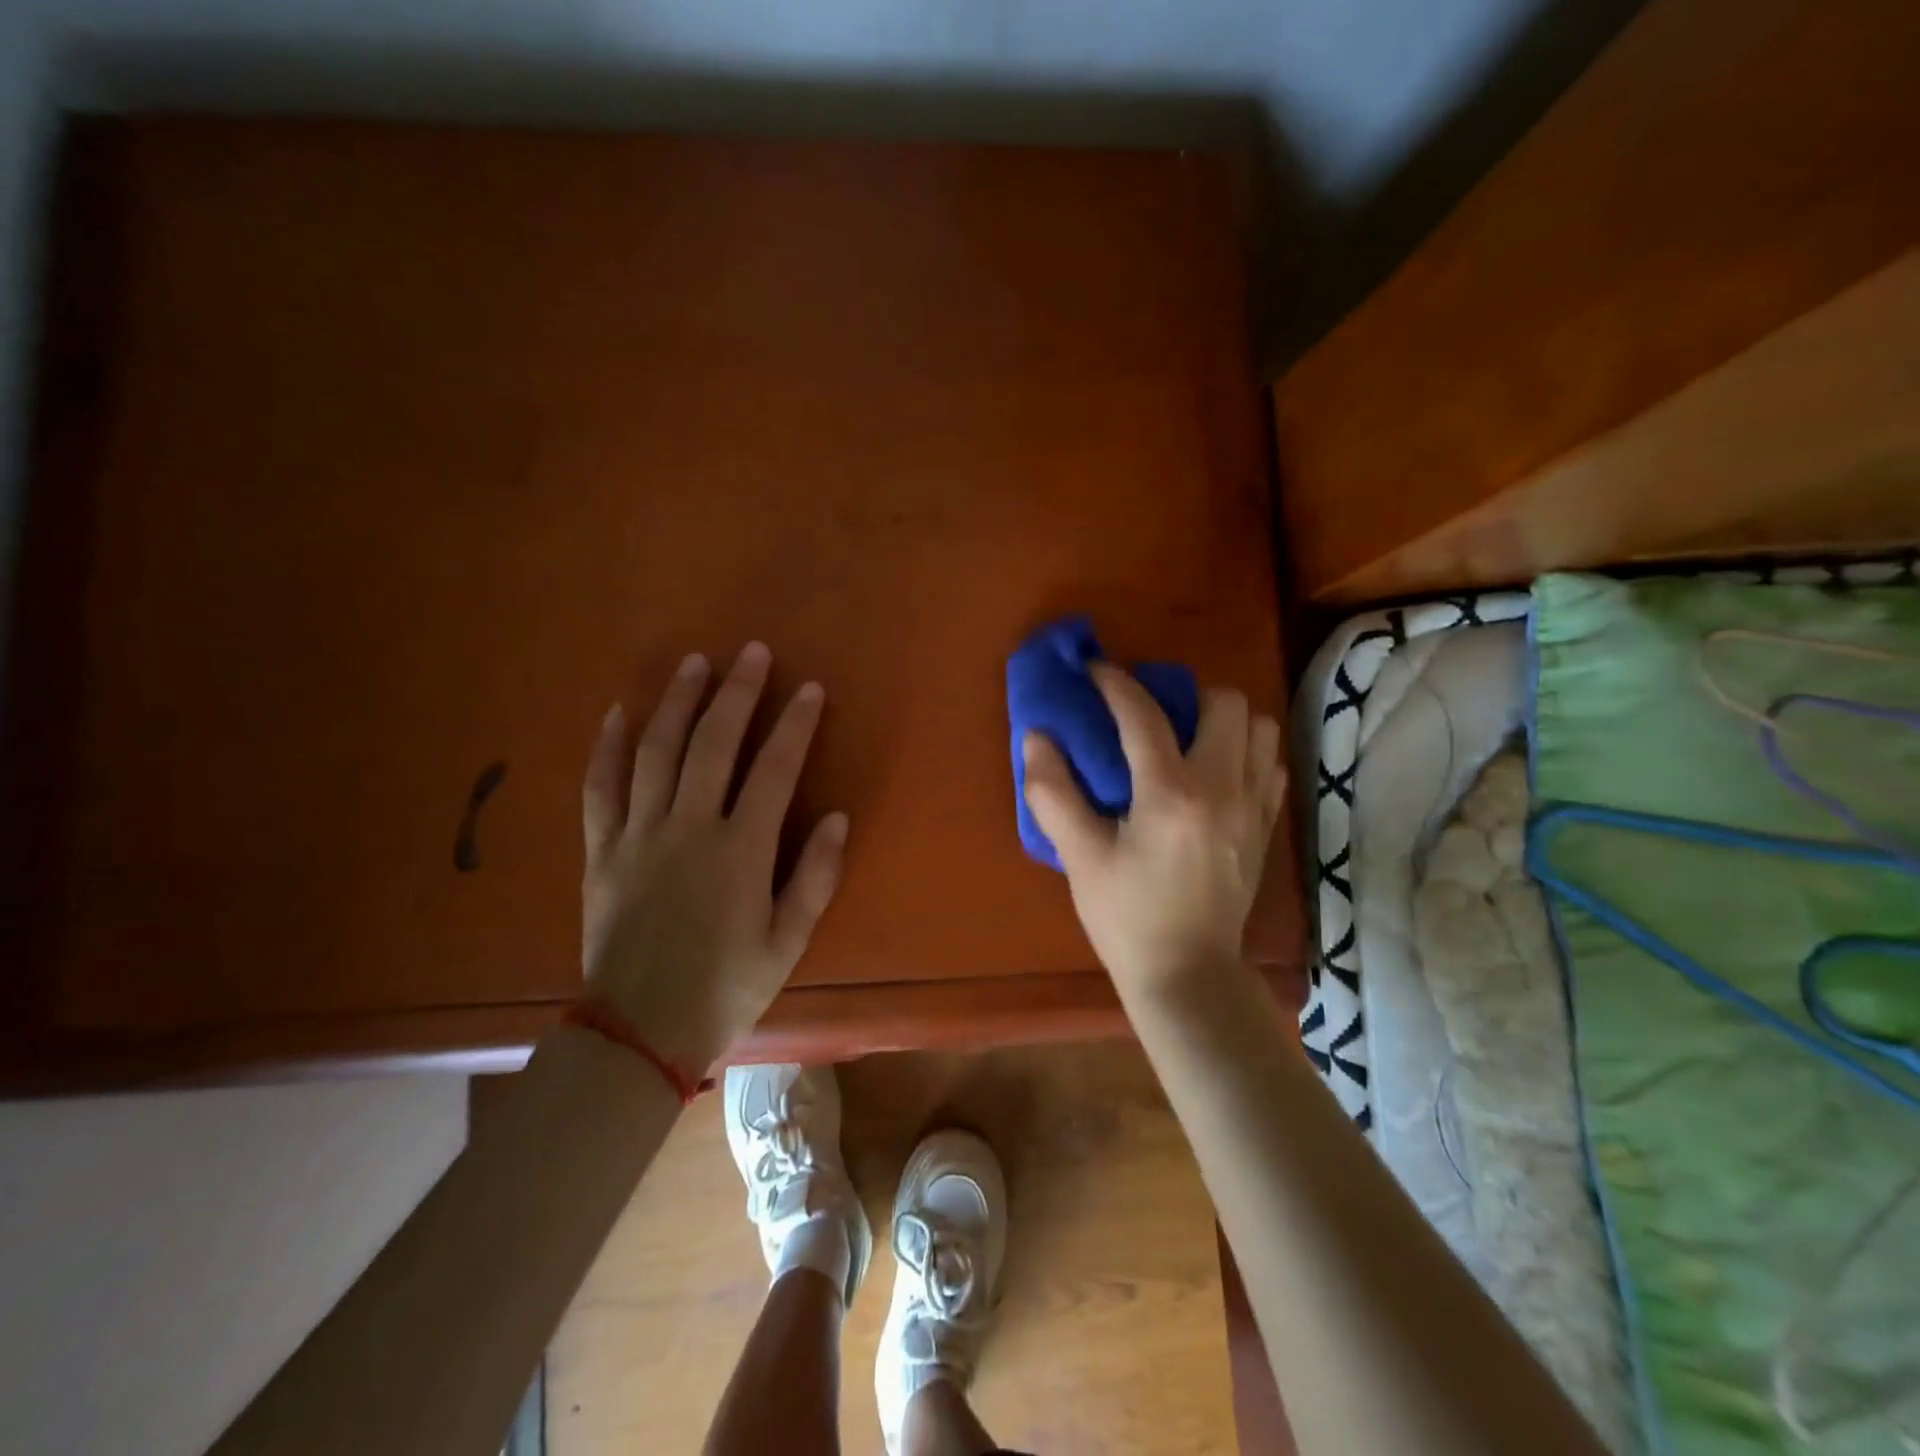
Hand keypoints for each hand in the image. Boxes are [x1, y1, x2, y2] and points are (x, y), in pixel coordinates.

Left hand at [580, 642, 847, 1072]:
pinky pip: (600, 787)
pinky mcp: (602, 850)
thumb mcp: (787, 942)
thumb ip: (815, 877)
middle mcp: (688, 829)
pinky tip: (618, 713)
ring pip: (656, 751)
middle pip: (712, 743)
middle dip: (736, 693)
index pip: (774, 769)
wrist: (639, 1032)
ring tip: (694, 663)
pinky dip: (608, 747)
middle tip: (752, 653)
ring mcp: (639, 835)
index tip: (809, 689)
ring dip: (676, 701)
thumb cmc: (725, 988)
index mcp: (740, 851)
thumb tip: (839, 818)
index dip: (794, 724)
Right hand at [1023, 664, 1284, 996]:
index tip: (1095, 670)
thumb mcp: (1080, 857)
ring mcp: (1253, 807)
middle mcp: (1222, 788)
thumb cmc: (1126, 917)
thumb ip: (1054, 792)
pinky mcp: (1265, 827)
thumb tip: (1037, 737)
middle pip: (1224, 703)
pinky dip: (1246, 753)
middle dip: (1184, 694)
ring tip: (1188, 739)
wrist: (1187, 974)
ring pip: (1259, 728)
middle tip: (1150, 714)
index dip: (1115, 683)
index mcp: (1170, 794)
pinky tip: (1215, 773)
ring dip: (1223, 721)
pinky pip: (1270, 765)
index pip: (1144, 715)